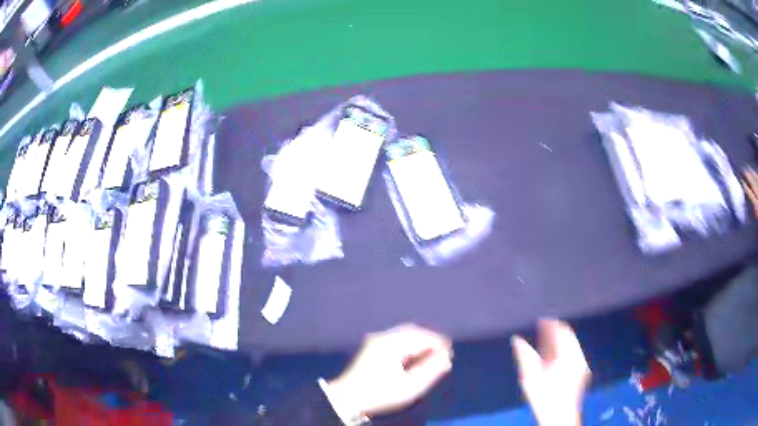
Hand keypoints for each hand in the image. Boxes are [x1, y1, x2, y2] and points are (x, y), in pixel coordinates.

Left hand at [327, 324, 452, 417]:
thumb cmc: (380, 395)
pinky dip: (408, 343)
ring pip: (403, 334)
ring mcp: (374, 341)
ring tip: (430, 353)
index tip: (450, 352)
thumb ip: (431, 371)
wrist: (347, 399)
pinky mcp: (370, 347)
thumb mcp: (410, 387)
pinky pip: (394, 339)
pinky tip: (413, 355)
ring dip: (419, 340)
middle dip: (429, 339)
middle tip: (443, 350)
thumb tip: (447, 357)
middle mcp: (382, 338)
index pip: (422, 338)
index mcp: (392, 345)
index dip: (439, 344)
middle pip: (412, 332)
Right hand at [511, 319, 590, 425]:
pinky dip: (565, 350)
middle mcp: (577, 356)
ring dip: (560, 341)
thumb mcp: (530, 376)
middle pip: (569, 336)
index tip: (541, 321)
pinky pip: (574, 353)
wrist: (559, 416)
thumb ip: (524, 355)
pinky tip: (554, 357)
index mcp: (566, 354)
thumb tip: (516, 339)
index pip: (561, 330)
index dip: (550, 323)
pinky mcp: (582, 372)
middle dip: (556, 331)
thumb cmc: (544, 397)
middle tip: (542, 330)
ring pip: (572, 344)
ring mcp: (581, 364)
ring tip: (546, 343)